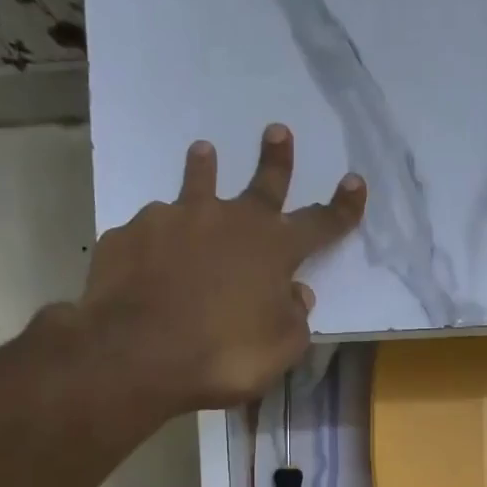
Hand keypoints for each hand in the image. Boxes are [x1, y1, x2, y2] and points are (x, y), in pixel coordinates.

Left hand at [68, 124, 365, 414]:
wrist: (136, 353)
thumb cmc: (223, 356)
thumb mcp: (278, 349)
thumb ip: (293, 318)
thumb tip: (296, 294)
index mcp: (273, 249)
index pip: (320, 223)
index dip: (342, 207)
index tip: (355, 182)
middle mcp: (227, 221)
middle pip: (261, 185)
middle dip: (275, 159)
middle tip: (277, 130)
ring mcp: (174, 221)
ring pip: (196, 186)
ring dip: (204, 168)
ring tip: (203, 150)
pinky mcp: (131, 234)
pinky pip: (151, 231)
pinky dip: (158, 237)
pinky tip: (149, 252)